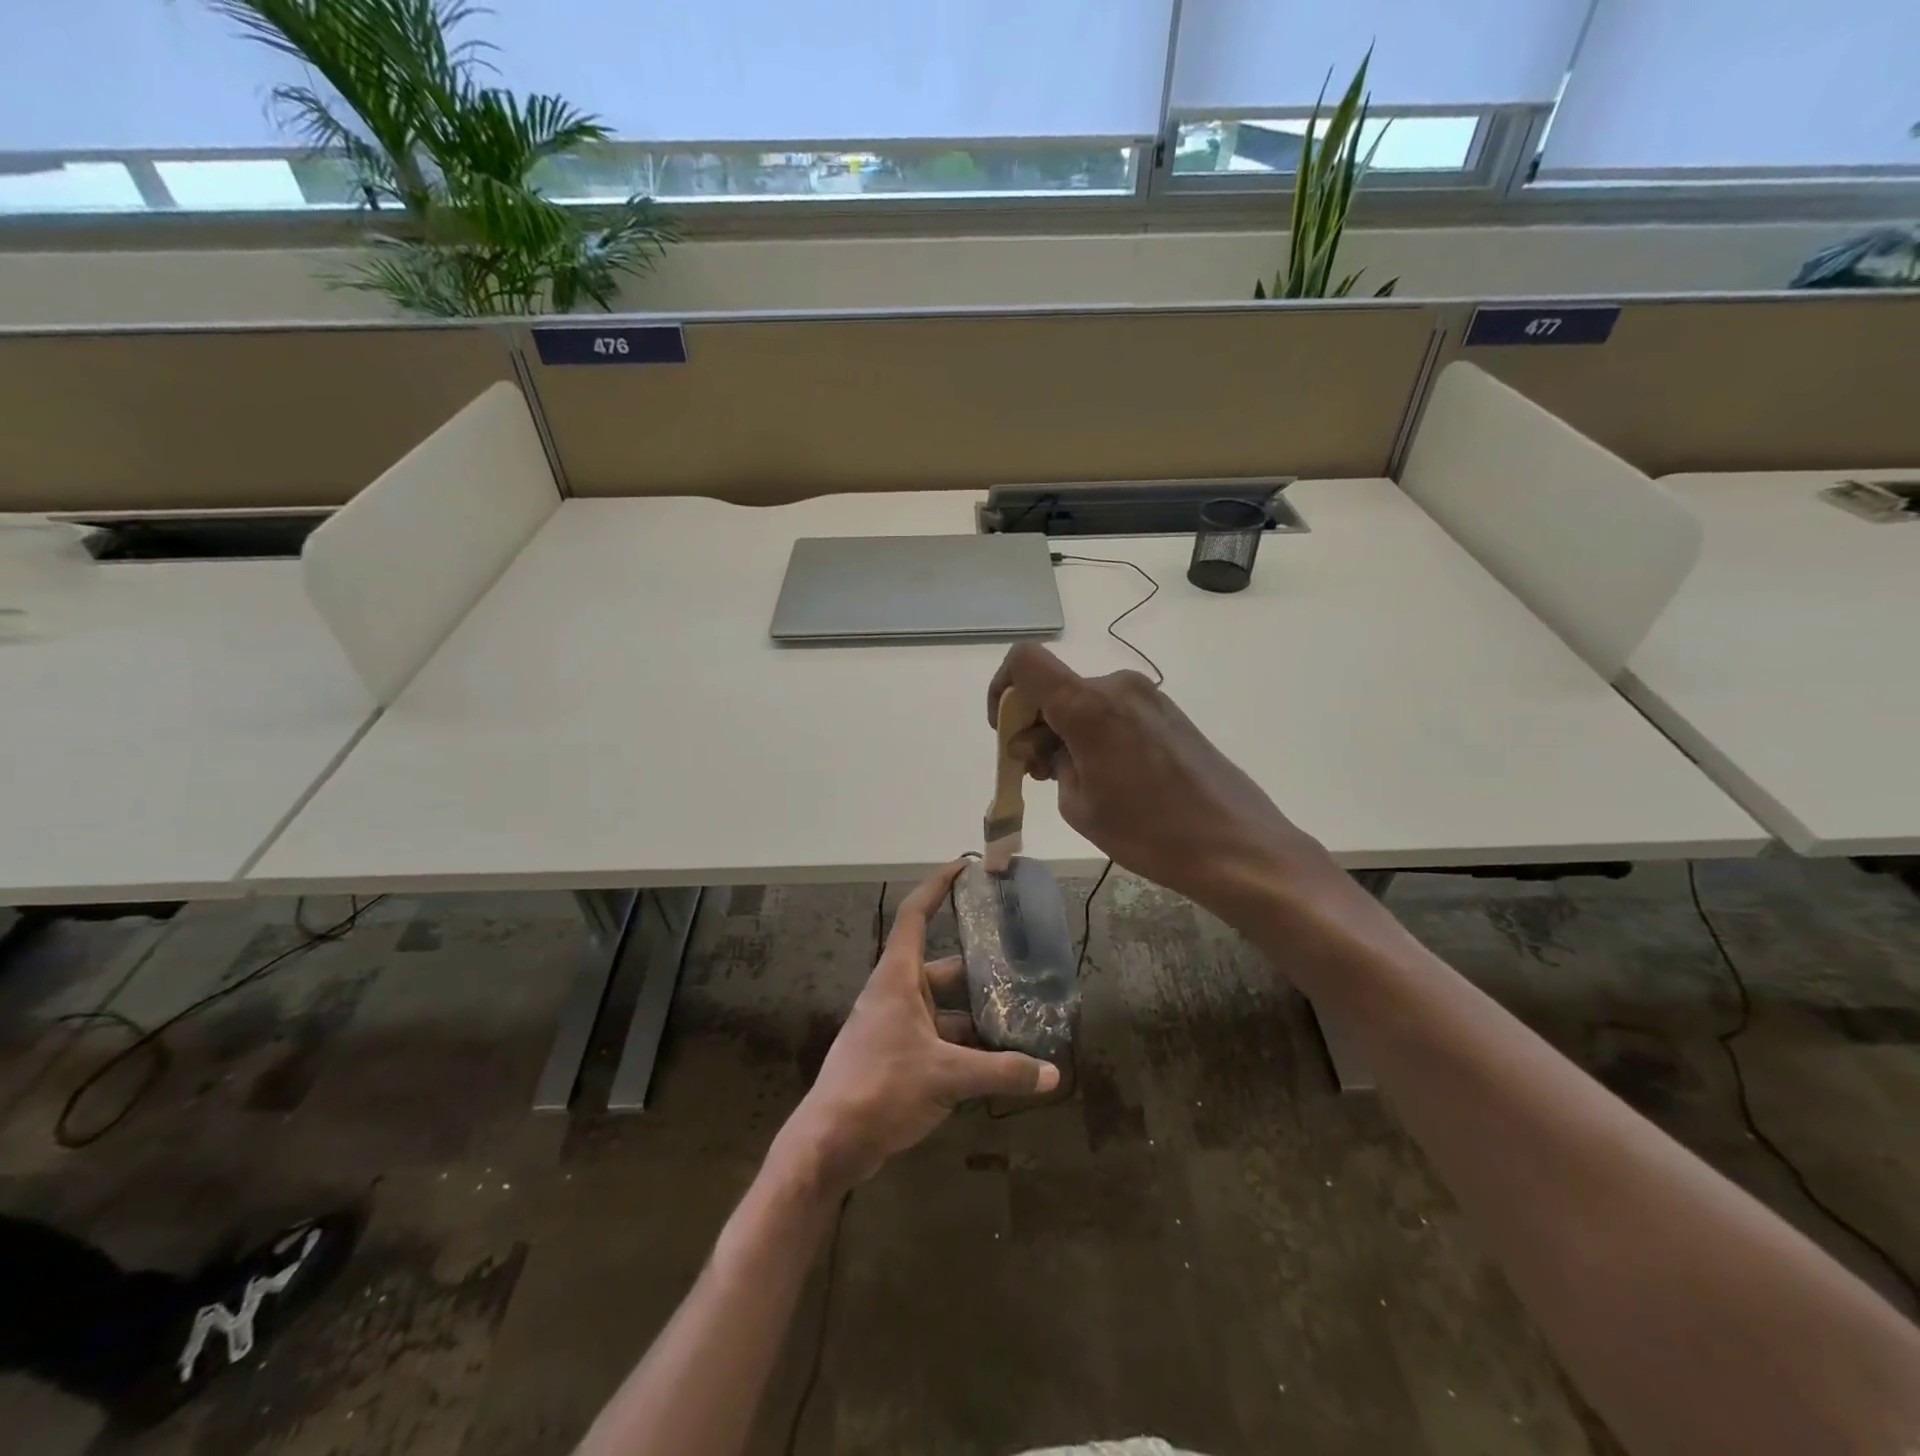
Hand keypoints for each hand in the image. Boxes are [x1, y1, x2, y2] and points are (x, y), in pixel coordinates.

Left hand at [773, 862, 1059, 1194]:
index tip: (965, 867)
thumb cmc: (881, 1087)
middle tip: (1022, 964)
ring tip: (1021, 1015)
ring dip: (977, 1013)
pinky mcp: (897, 1056)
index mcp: (898, 977)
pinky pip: (939, 1037)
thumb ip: (1001, 1072)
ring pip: (945, 1007)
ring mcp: (895, 1026)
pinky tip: (998, 1059)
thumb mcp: (947, 1076)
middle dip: (981, 967)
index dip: (938, 886)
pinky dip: (966, 1044)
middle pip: (944, 967)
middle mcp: (896, 993)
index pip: (916, 914)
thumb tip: (1053, 1075)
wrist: (830, 1142)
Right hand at [987, 644, 1354, 921]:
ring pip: (1083, 700)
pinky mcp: (1167, 712)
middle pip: (1054, 686)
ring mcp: (1147, 696)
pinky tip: (1106, 776)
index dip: (1002, 689)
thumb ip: (1049, 762)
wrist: (1236, 845)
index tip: (1007, 732)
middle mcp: (1117, 686)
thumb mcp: (1079, 805)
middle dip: (1034, 723)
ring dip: (1064, 730)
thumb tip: (1041, 745)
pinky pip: (1112, 710)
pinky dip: (1093, 733)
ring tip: (1073, 781)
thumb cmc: (1149, 832)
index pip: (1025, 662)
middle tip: (1038, 773)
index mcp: (1087, 704)